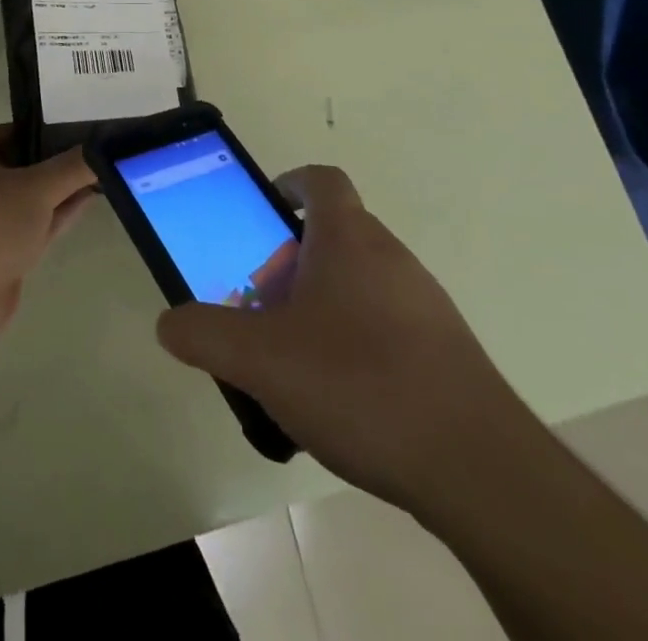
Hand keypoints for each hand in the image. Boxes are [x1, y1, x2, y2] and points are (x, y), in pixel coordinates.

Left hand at [0, 126, 97, 354]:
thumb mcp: (36, 188)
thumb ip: (72, 167)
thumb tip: (103, 147)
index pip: (15, 130)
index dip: (45, 128)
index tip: (81, 128)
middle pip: (27, 163)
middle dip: (59, 160)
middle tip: (101, 150)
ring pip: (34, 196)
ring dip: (63, 189)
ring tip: (103, 173)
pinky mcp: (4, 251)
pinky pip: (37, 224)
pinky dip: (59, 213)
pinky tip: (88, 201)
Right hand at [155, 165, 530, 520]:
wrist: (478, 467)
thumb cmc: (360, 384)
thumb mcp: (262, 360)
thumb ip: (205, 335)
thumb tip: (169, 323)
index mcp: (348, 238)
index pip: (321, 180)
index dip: (290, 184)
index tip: (264, 213)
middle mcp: (390, 256)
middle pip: (335, 234)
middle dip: (292, 261)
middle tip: (262, 306)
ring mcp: (424, 302)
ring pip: (361, 282)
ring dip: (323, 304)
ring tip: (296, 359)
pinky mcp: (446, 349)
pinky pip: (388, 324)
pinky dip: (357, 341)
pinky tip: (343, 398)